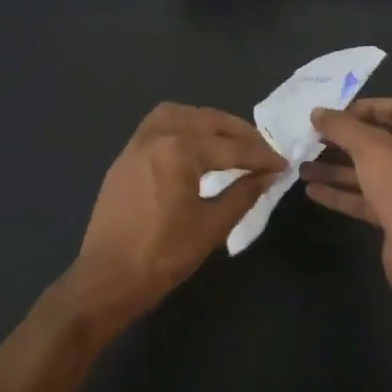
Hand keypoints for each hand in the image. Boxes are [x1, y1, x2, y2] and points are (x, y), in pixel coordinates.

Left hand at [63, 103, 284, 333]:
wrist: (108, 278)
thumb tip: (268, 175)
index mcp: (179, 150)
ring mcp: (137, 143)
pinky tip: (196, 147)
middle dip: (239, 133)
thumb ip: (243, 194)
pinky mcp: (126, 156)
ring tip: (230, 142)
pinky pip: (158, 125)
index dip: (261, 156)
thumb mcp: (212, 226)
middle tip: (263, 152)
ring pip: (180, 114)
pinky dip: (183, 126)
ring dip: (208, 122)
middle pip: (207, 120)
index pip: (231, 147)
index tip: (283, 165)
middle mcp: (157, 135)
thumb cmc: (163, 255)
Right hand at [302, 98, 391, 298]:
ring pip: (365, 173)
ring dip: (335, 168)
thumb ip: (342, 127)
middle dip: (345, 139)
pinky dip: (338, 193)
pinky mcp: (391, 217)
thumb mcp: (369, 147)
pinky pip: (361, 199)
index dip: (371, 106)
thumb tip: (317, 112)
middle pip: (377, 142)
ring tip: (302, 166)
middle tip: (315, 137)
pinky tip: (311, 190)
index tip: (341, 111)